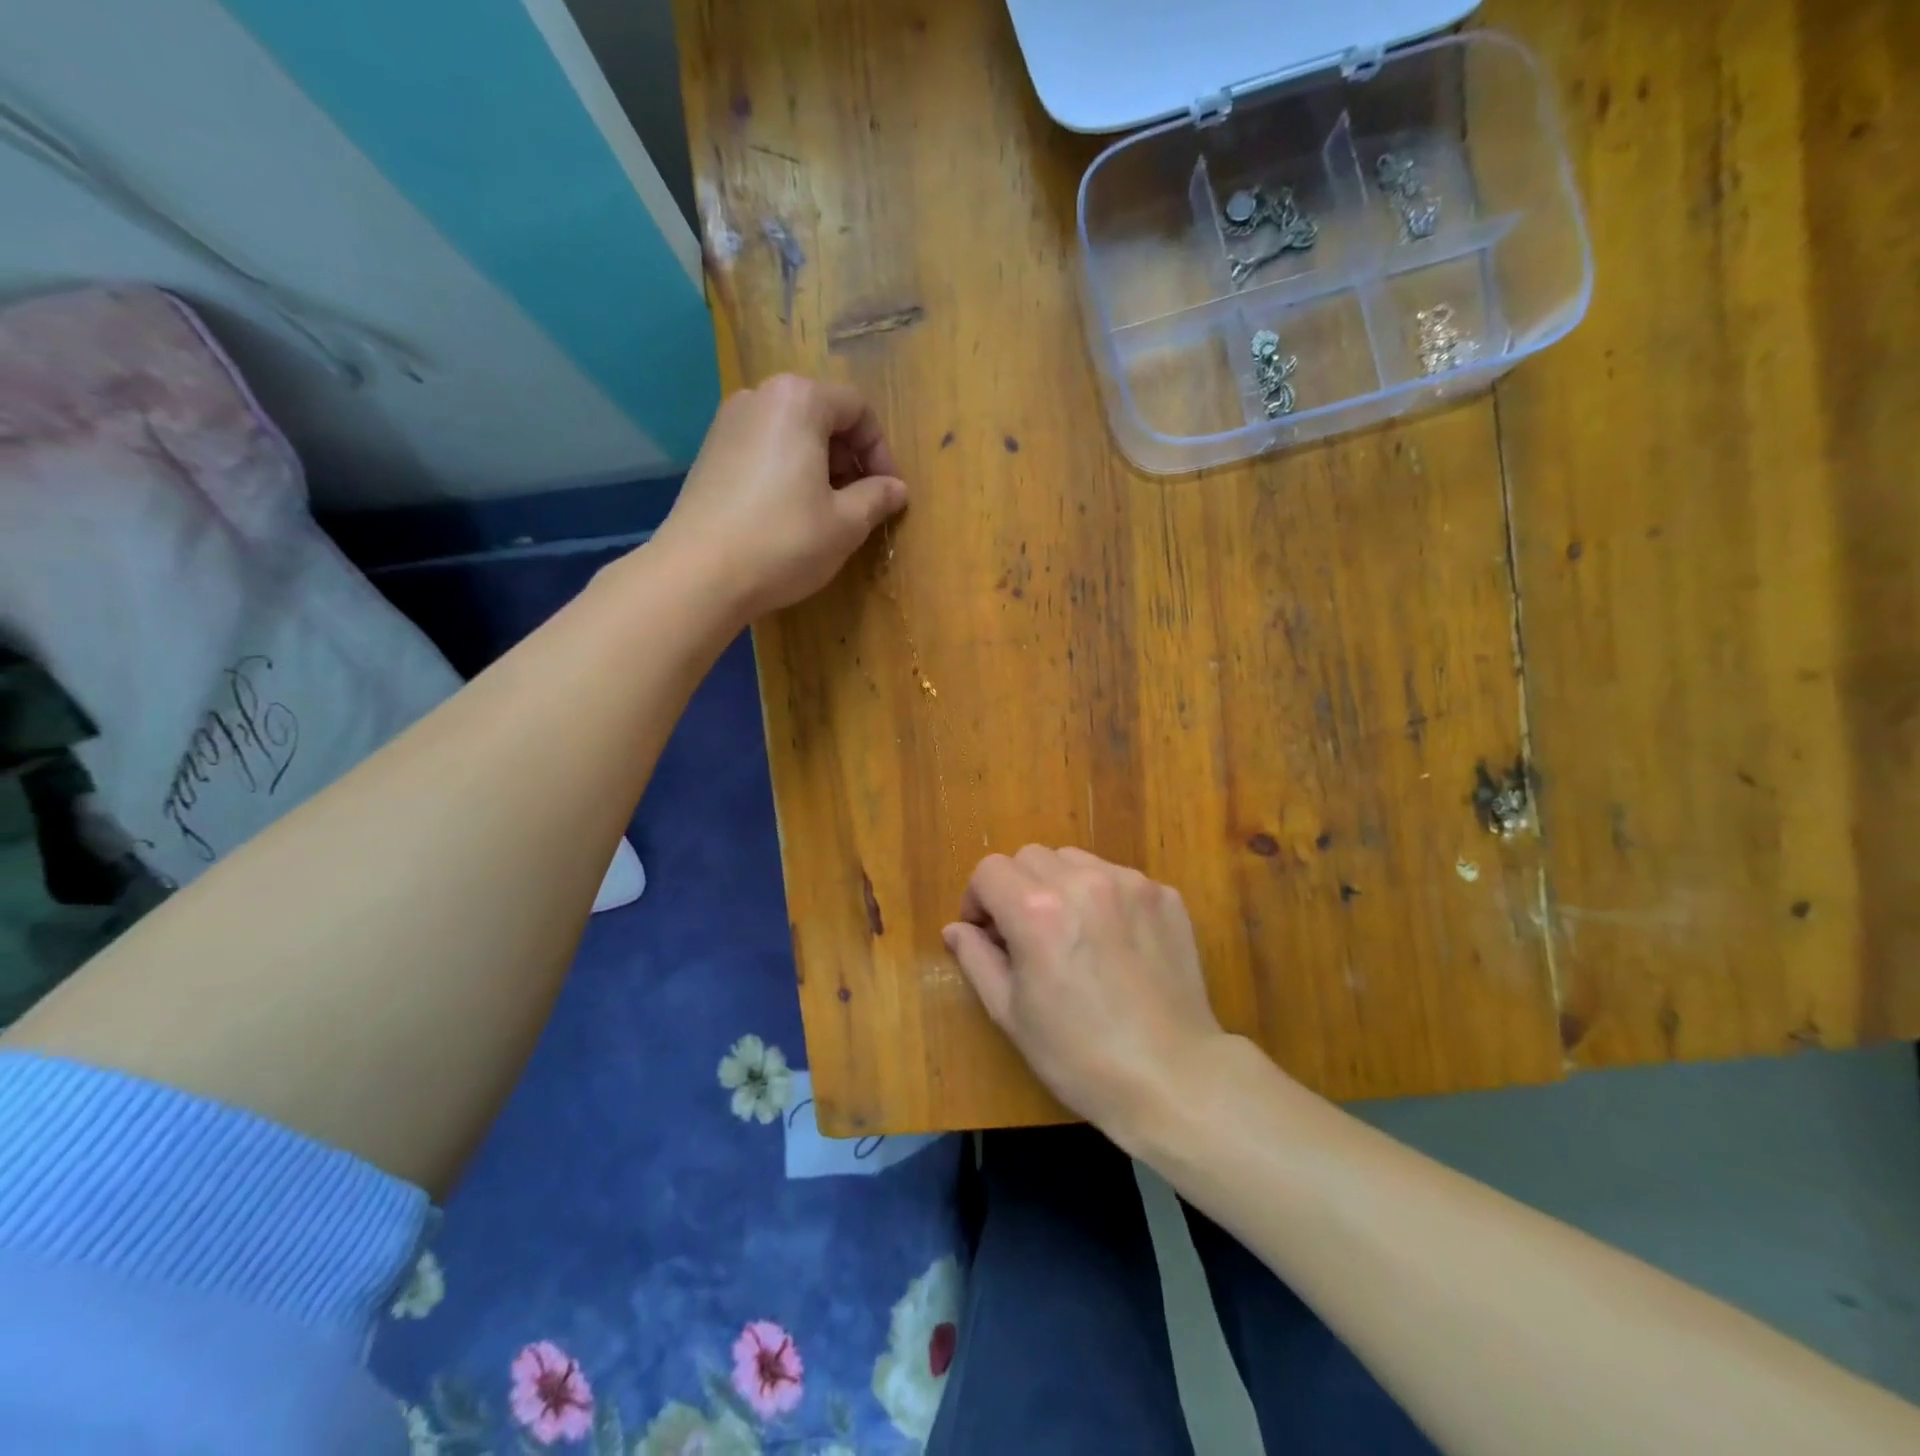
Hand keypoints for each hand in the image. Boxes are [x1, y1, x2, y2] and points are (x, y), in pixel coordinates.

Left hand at [654, 374, 907, 618]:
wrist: (699, 574)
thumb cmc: (784, 541)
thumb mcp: (845, 524)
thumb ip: (876, 498)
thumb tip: (896, 489)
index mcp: (798, 401)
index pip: (857, 409)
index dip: (880, 451)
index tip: (888, 492)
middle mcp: (759, 398)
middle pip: (822, 415)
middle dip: (849, 458)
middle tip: (860, 503)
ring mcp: (728, 424)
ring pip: (792, 434)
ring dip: (820, 467)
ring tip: (828, 512)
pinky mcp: (710, 454)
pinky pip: (764, 451)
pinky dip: (788, 472)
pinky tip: (790, 515)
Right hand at [944, 846, 1226, 1137]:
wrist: (1174, 1078)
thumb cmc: (1079, 1056)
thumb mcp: (1011, 1014)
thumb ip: (977, 959)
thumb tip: (956, 929)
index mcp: (1038, 911)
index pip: (989, 871)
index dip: (978, 899)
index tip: (987, 932)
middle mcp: (1083, 882)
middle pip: (1030, 857)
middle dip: (1017, 888)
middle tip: (1026, 933)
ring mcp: (1130, 884)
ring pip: (1075, 860)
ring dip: (1060, 885)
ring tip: (1072, 932)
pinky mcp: (1165, 896)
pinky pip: (1118, 878)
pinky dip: (1103, 896)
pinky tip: (1114, 941)